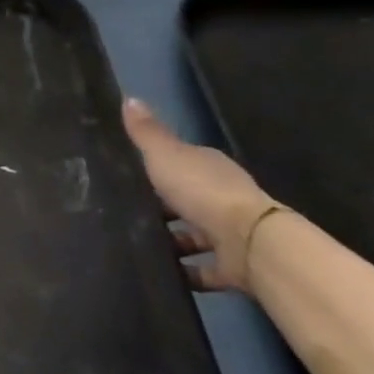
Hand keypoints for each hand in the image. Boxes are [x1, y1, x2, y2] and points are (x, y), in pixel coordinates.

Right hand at [122, 97, 280, 292]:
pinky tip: (160, 275)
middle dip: (161, 208)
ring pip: (194, 236)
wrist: (249, 242)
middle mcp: (221, 197)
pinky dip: (185, 273)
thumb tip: (129, 98)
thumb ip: (146, 133)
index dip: (157, 167)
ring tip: (136, 247)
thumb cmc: (202, 191)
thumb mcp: (165, 155)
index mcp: (208, 167)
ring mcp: (228, 233)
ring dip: (171, 242)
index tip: (128, 175)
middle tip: (124, 214)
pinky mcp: (231, 266)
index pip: (181, 163)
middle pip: (187, 200)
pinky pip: (202, 270)